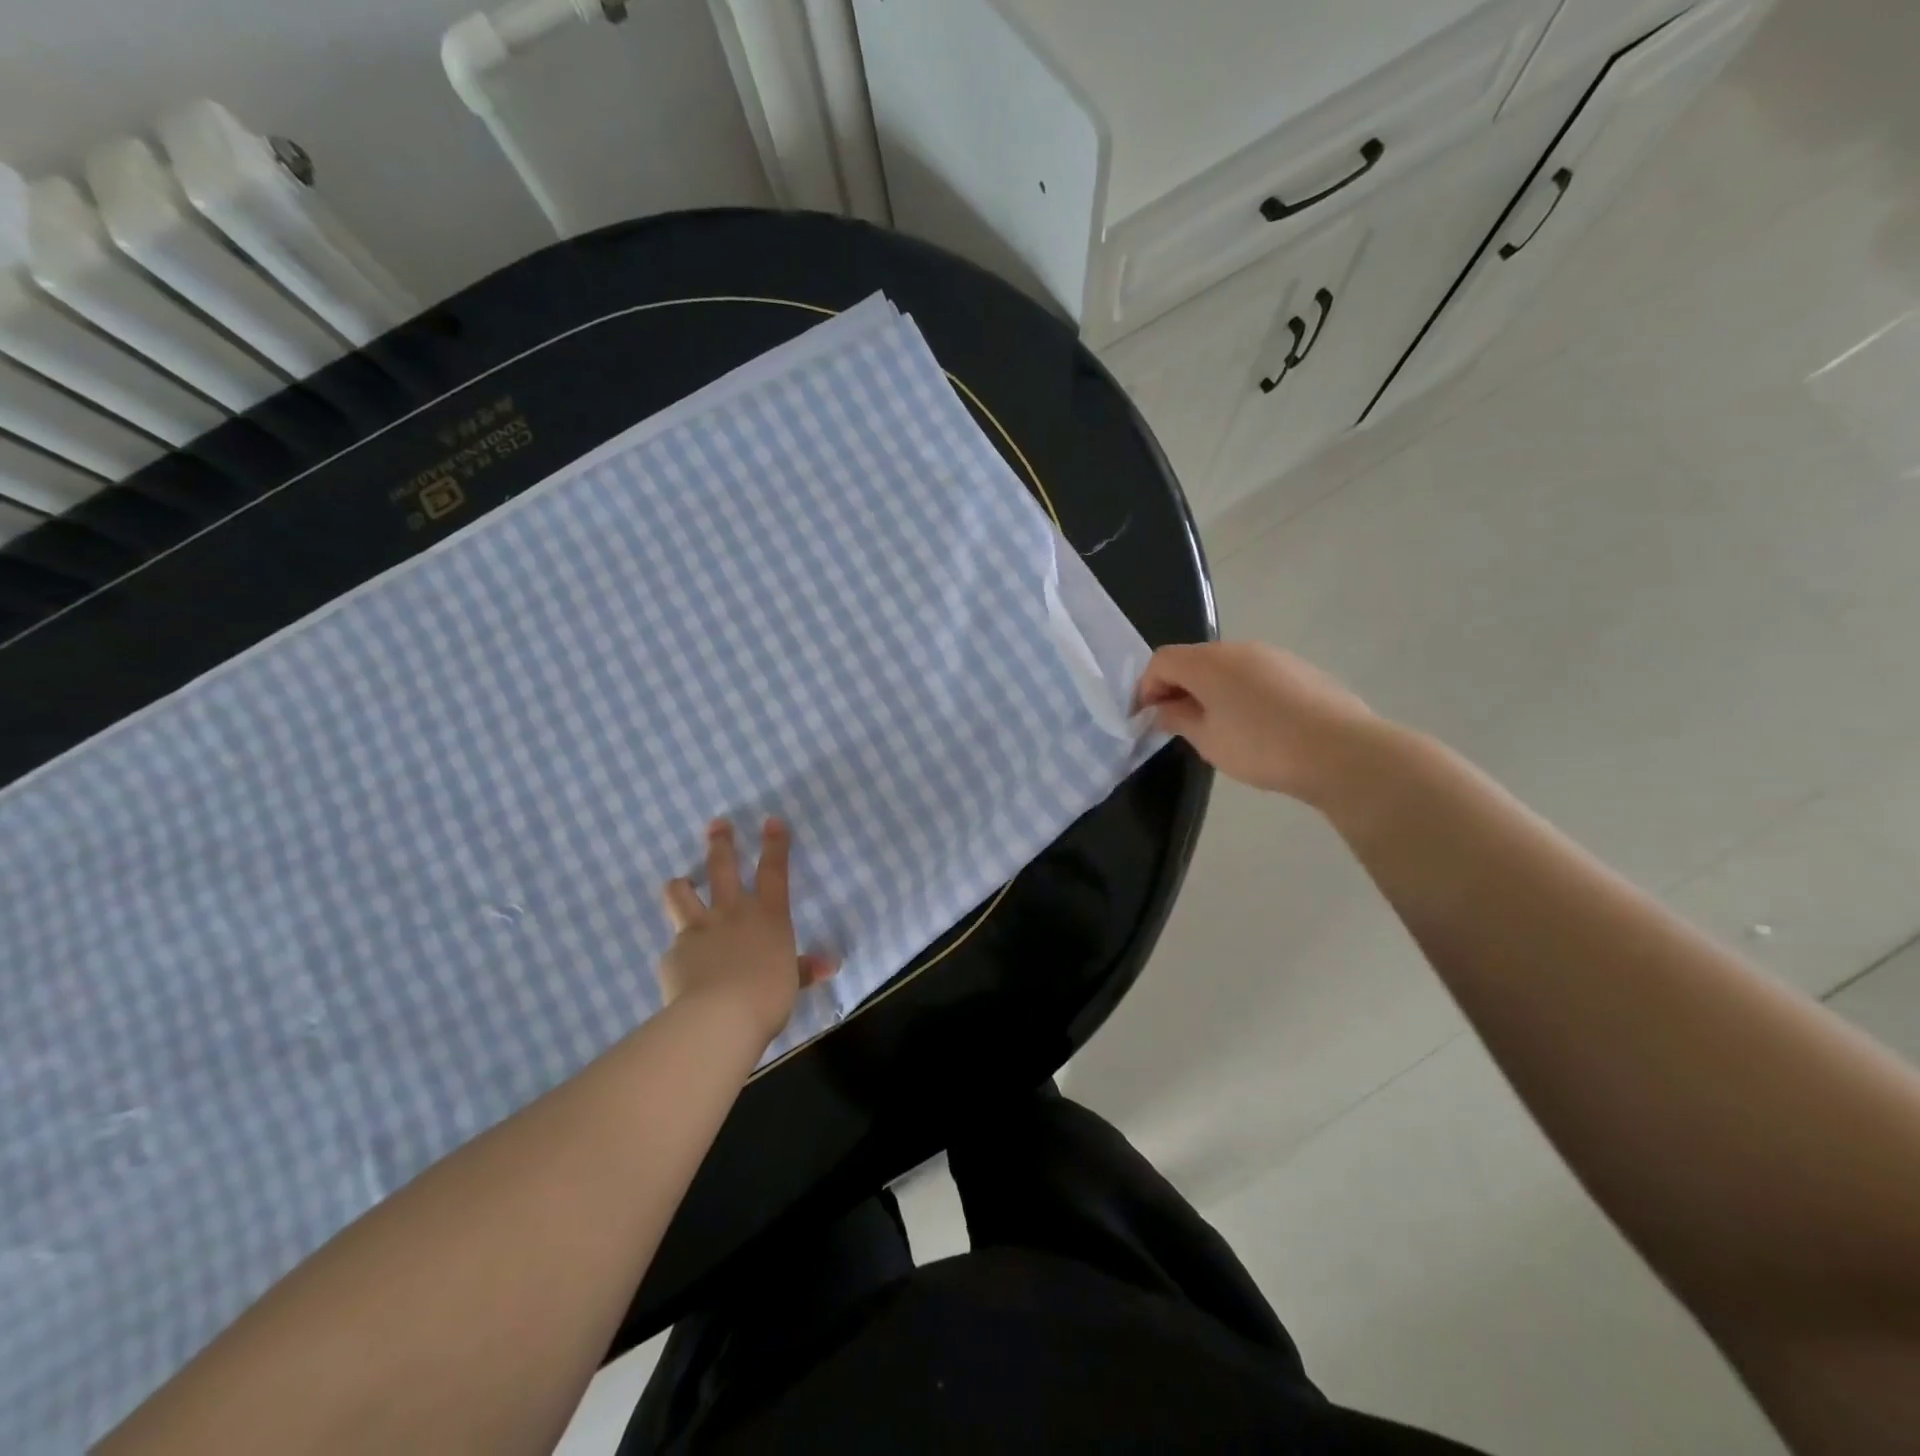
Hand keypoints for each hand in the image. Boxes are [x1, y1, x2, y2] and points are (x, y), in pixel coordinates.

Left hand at [659, 818, 836, 1045]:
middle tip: (716, 824)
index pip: (774, 871)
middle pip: (723, 868)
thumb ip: (804, 970)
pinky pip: (674, 948)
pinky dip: (679, 954)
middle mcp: (732, 913)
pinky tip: (681, 966)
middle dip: (722, 843)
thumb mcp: (792, 983)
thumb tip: (830, 965)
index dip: (775, 844)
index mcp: (768, 916)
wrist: (718, 1018)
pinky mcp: (673, 954)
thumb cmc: (767, 998)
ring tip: (680, 882)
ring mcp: (698, 930)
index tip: (771, 821)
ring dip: (681, 885)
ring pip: (682, 895)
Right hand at [1136, 641, 1379, 802]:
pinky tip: (1255, 725)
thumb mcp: (1207, 740)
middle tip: (1177, 723)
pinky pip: (1256, 675)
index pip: (1161, 661)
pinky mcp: (1300, 669)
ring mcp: (1274, 655)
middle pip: (1194, 660)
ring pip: (1227, 667)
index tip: (1146, 719)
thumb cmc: (1261, 746)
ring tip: (1217, 727)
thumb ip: (1178, 719)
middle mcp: (1238, 648)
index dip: (1146, 688)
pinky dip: (1241, 692)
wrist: (1341, 751)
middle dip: (1178, 688)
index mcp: (1208, 662)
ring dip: (1210, 690)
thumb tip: (1164, 709)